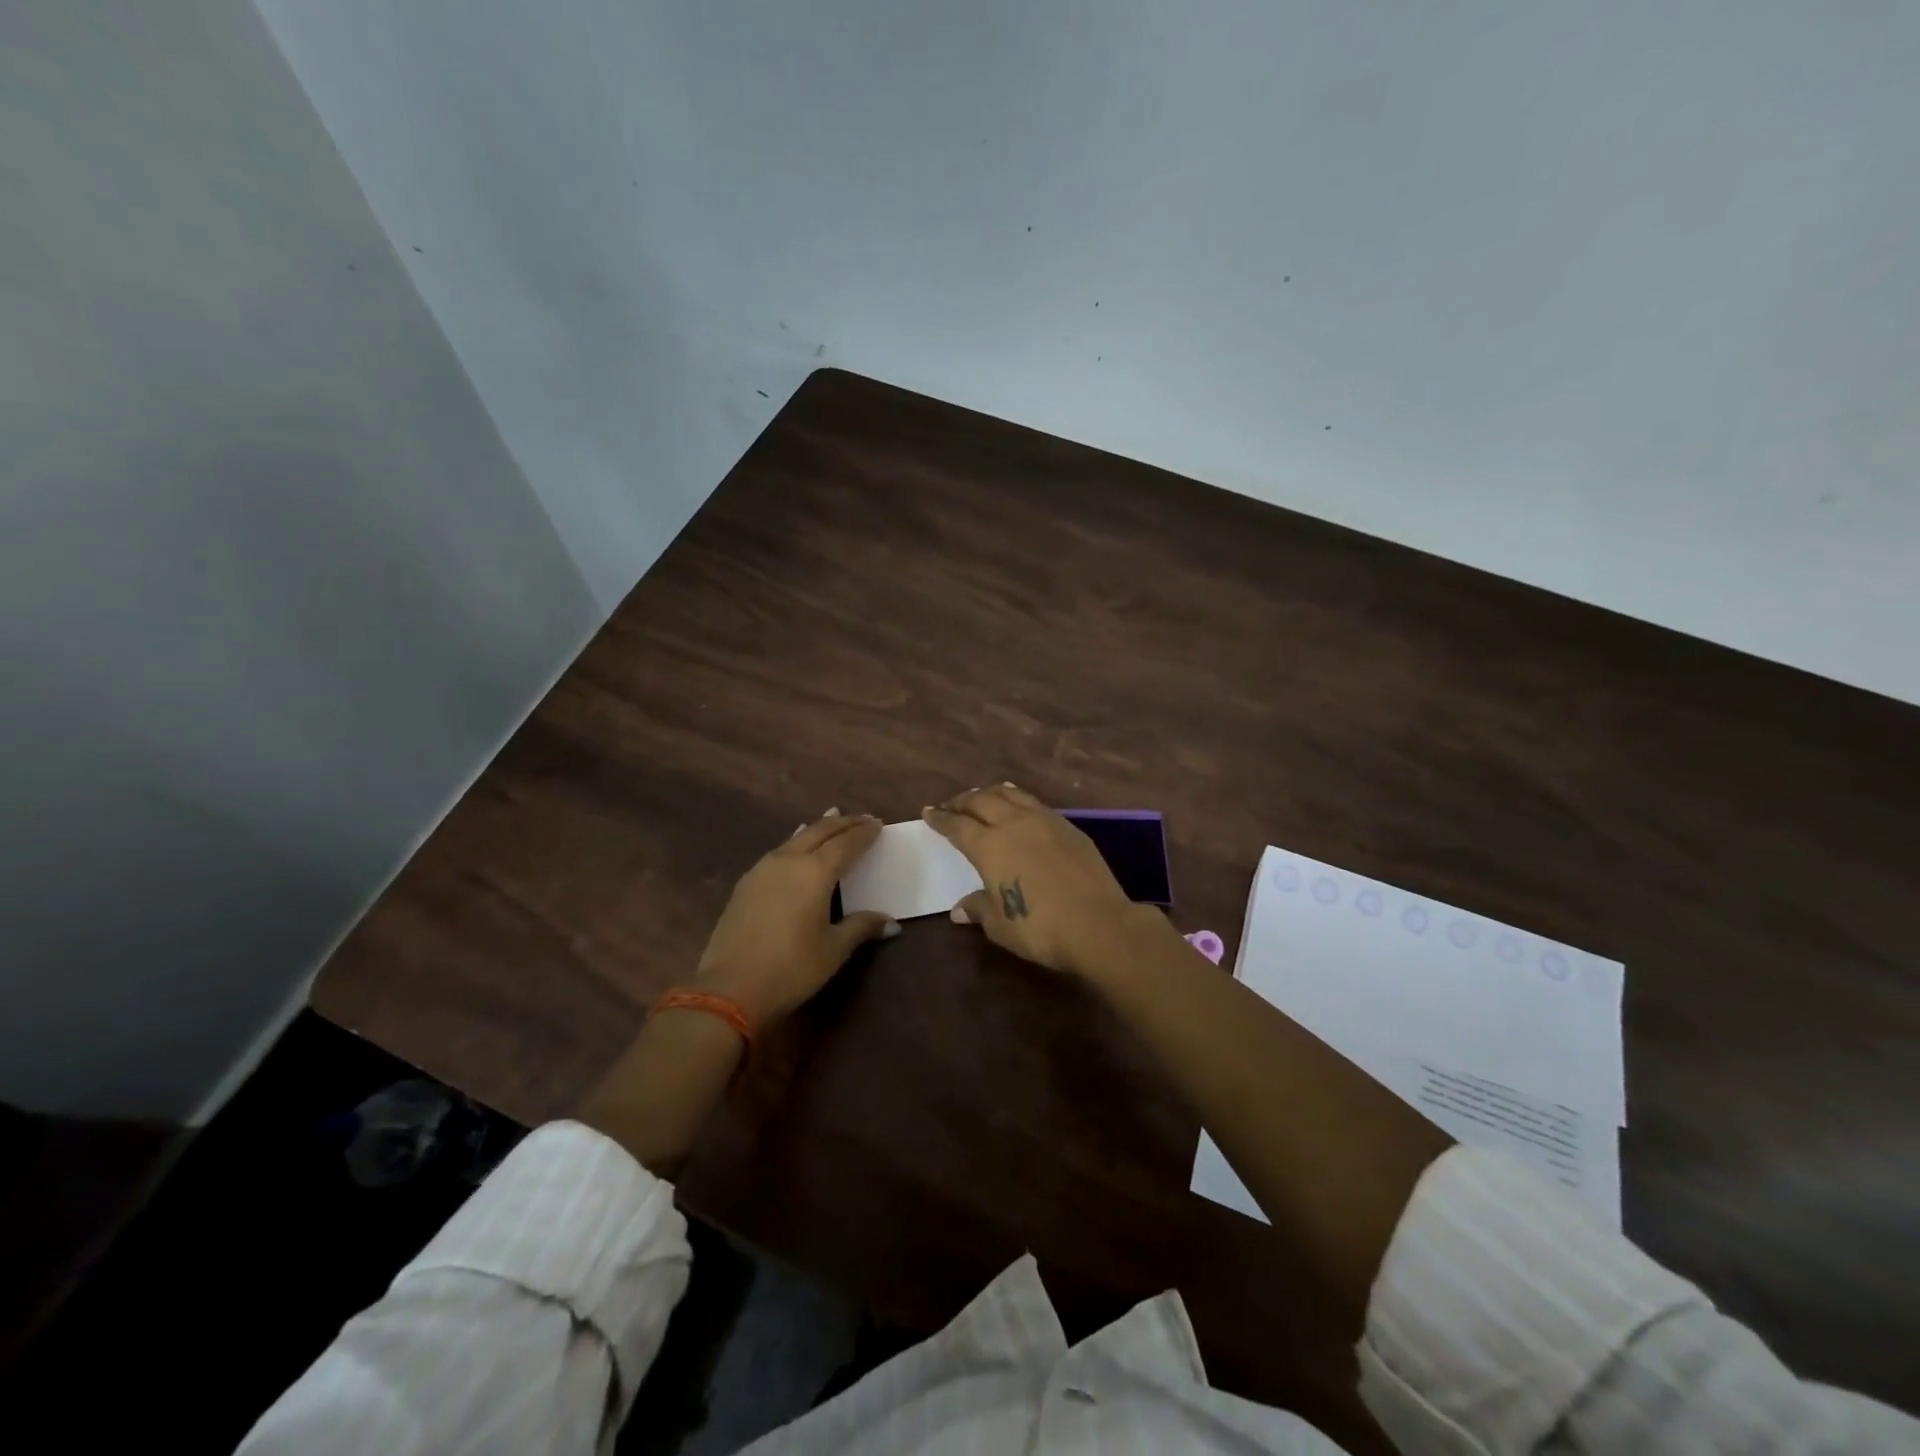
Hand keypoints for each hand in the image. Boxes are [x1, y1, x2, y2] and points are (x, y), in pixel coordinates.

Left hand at [696, 809, 897, 1025]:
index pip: (846, 843)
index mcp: (816, 872)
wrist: (729, 989)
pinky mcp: (746, 883)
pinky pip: (778, 851)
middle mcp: (789, 861)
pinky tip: (796, 847)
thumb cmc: (791, 969)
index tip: (878, 824)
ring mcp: (763, 869)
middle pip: (820, 832)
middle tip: (862, 819)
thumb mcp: (833, 950)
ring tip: (832, 819)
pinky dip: (796, 842)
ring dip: (818, 828)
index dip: (864, 833)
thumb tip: (891, 924)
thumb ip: (861, 928)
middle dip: (843, 823)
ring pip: (796, 838)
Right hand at [923, 784, 1169, 977]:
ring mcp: (1044, 821)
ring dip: (990, 793)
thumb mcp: (1000, 925)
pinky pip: (1034, 803)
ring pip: (1010, 795)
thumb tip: (960, 909)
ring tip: (982, 795)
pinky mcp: (1068, 827)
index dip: (941, 818)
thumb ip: (979, 909)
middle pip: (982, 801)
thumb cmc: (1039, 928)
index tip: (929, 811)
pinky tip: (1018, 804)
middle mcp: (1013, 824)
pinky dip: (1018, 798)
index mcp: (989, 846)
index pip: (957, 825)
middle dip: (963, 800)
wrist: (1098, 923)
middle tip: (952, 804)